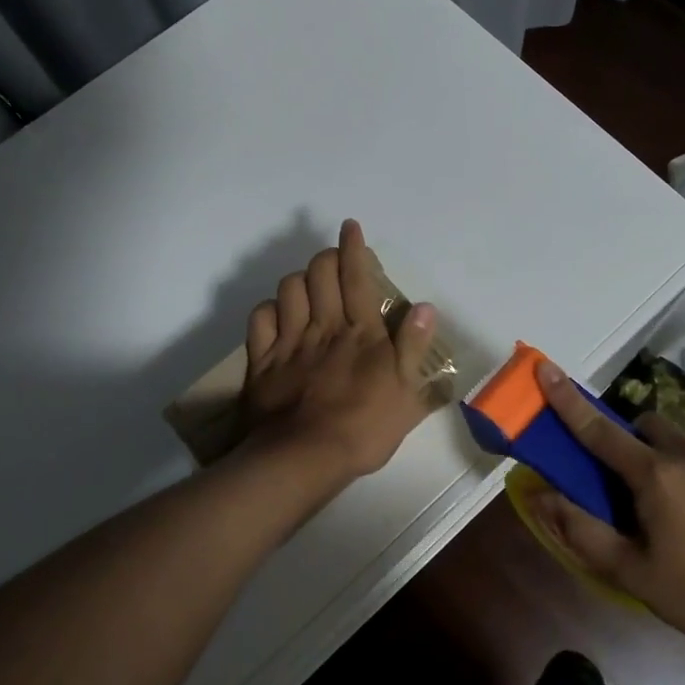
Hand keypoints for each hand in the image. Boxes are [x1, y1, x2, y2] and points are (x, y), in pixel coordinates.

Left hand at [240, 220, 439, 487]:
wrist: (304, 457)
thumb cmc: (364, 428)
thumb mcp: (406, 394)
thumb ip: (414, 347)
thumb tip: (424, 307)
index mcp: (360, 332)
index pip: (357, 277)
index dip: (353, 248)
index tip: (350, 227)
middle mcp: (324, 326)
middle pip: (319, 273)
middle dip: (325, 257)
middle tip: (333, 261)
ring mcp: (290, 341)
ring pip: (288, 289)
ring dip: (299, 280)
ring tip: (308, 288)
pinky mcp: (263, 360)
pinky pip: (260, 318)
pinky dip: (269, 309)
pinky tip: (278, 315)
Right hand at [527, 360, 684, 653]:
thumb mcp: (630, 572)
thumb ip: (581, 530)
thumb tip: (539, 495)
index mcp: (654, 475)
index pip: (599, 429)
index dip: (568, 400)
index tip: (545, 368)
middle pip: (641, 425)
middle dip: (622, 438)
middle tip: (614, 480)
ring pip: (672, 441)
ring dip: (652, 455)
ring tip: (655, 507)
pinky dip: (680, 473)